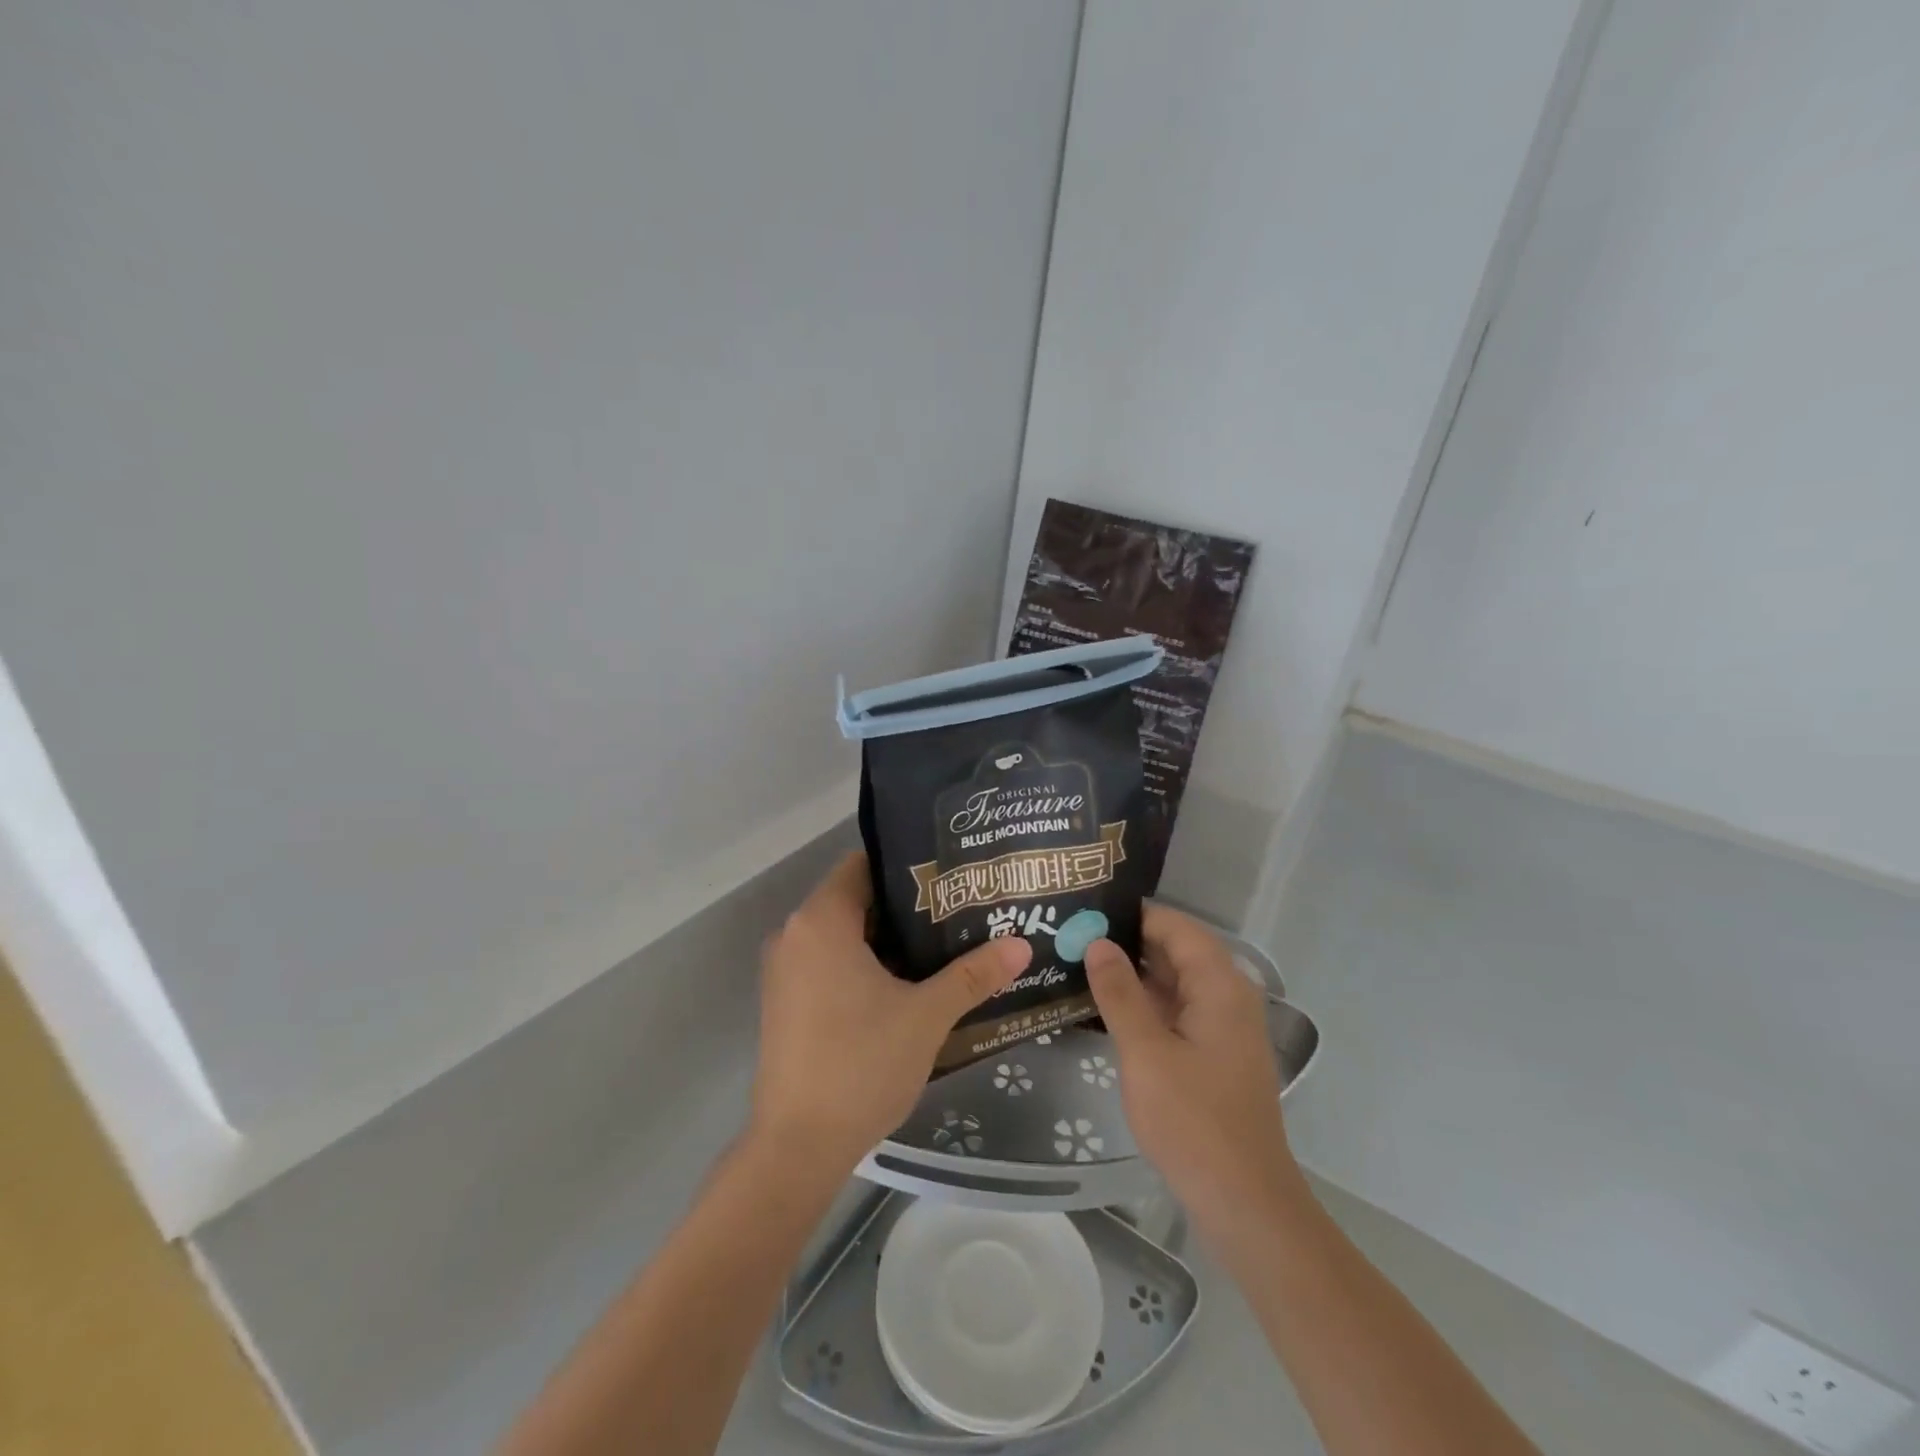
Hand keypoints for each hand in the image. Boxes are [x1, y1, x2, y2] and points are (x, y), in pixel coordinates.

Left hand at [750, 852, 1031, 1176]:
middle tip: (956, 909)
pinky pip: (827, 962)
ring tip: (941, 943)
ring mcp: (784, 971)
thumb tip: (1022, 944)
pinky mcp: (785, 1002)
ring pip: (841, 934)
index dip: (906, 866)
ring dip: (885, 938)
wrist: (797, 1147)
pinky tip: (905, 983)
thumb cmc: (860, 1064)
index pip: (863, 866)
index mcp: (821, 921)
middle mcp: (794, 934)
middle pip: (854, 899)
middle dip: (904, 905)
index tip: (948, 875)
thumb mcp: (926, 1016)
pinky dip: (862, 964)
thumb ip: (973, 975)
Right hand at [1084, 905, 1304, 1235]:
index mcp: (1220, 985)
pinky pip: (1176, 1009)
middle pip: (1175, 950)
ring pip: (1174, 981)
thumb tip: (1097, 942)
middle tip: (1072, 935)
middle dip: (1127, 941)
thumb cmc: (1193, 1121)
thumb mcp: (1145, 1052)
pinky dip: (1144, 1003)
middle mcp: (1227, 995)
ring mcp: (1222, 1026)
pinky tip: (1104, 1007)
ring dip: (1132, 973)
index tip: (1086, 910)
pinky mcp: (1213, 1052)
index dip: (1132, 914)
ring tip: (1079, 963)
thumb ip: (1119, 993)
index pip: (1175, 926)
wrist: (1243, 1202)